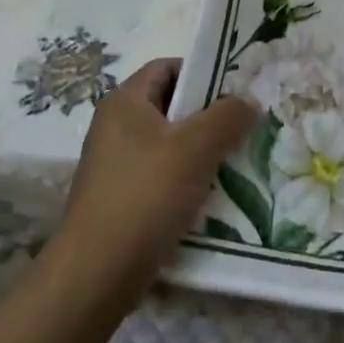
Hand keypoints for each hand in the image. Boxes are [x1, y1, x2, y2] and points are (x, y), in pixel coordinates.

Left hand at [56, 59, 256, 292]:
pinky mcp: (118, 199)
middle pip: (170, 106)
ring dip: (200, 152)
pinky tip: (210, 198)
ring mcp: (114, 165)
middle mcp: (114, 127)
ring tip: (234, 164)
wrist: (96, 275)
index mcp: (124, 101)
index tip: (236, 91)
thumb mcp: (196, 147)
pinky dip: (185, 181)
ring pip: (168, 145)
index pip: (167, 67)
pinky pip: (160, 176)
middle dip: (208, 116)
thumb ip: (227, 116)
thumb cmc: (146, 195)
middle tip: (243, 128)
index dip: (202, 72)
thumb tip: (248, 101)